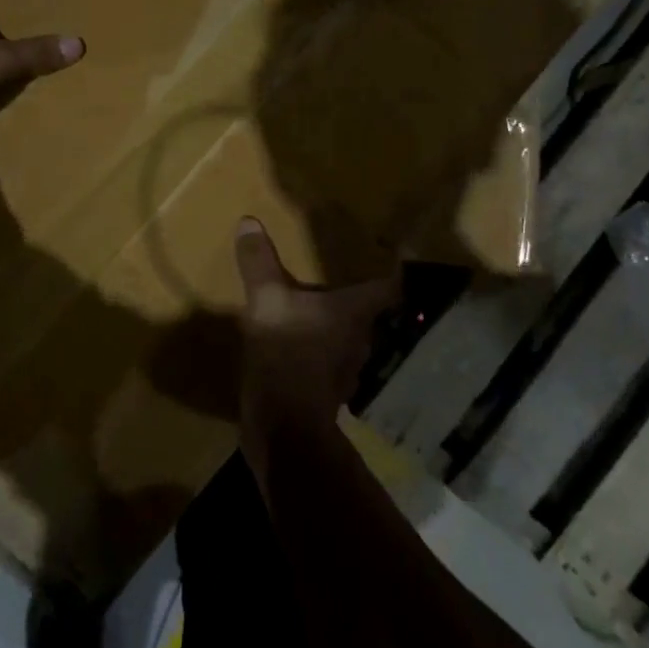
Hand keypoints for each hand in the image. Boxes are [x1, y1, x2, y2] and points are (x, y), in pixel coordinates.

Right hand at [235, 217, 397, 466]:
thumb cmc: (286, 355)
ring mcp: (346, 366)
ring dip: (340, 321)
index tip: (399, 252)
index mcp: (355, 311)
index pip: (391, 286)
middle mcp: (360, 337)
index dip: (396, 268)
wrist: (283, 427)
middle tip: (349, 269)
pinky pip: (329, 356)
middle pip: (373, 311)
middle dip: (361, 293)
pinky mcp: (326, 387)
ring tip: (323, 302)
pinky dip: (321, 345)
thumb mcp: (266, 302)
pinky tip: (303, 339)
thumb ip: (259, 263)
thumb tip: (249, 221)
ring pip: (351, 335)